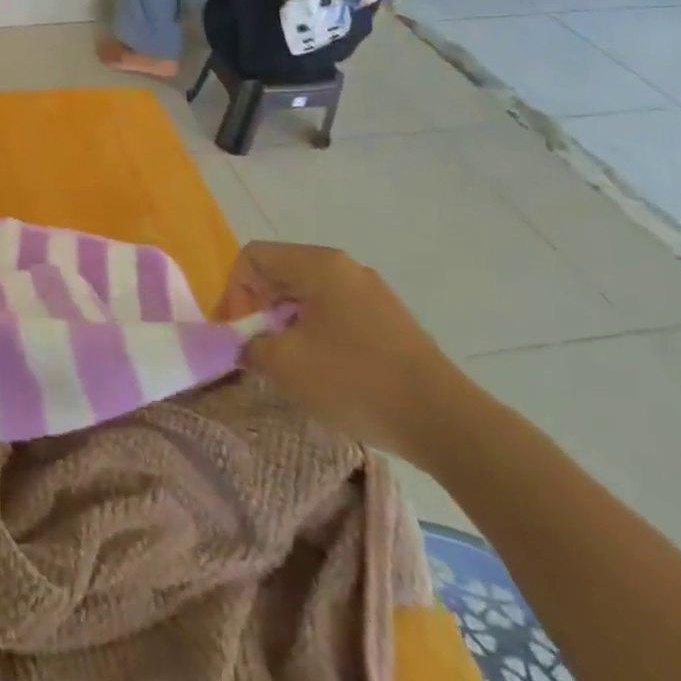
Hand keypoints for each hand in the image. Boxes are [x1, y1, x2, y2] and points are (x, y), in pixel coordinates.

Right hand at [218, 241, 469, 463]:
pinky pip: (333, 312)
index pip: (253, 258)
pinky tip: (321, 370)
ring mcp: (371, 293)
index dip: (234, 292)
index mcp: (318, 264)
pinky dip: (313, 332)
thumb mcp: (284, 364)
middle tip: (256, 349)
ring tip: (287, 363)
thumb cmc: (355, 381)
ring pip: (306, 294)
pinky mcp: (388, 320)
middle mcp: (345, 268)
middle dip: (258, 308)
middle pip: (280, 273)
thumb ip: (248, 345)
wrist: (446, 422)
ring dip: (285, 323)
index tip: (239, 333)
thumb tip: (244, 344)